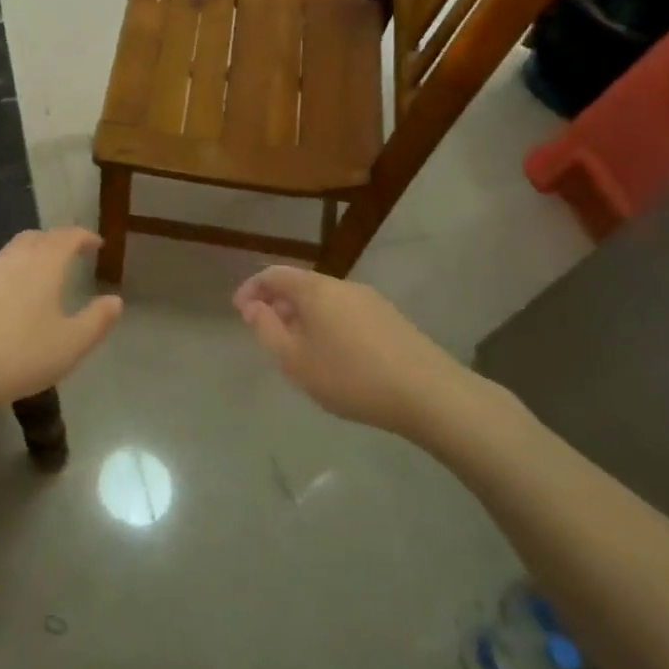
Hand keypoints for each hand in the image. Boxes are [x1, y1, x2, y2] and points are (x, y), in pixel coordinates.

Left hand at [0, 228, 122, 412]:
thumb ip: (97, 320)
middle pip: (36, 238)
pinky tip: (8, 301)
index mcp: (43, 264)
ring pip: (11, 253)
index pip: (67, 237)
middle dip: (55, 242)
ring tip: (40, 278)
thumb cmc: (20, 355)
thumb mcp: (71, 344)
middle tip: (69, 255)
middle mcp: (12, 259)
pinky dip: (8, 276)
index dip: (84, 237)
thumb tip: (114, 300)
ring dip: (29, 257)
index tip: (96, 243)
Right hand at [233, 265, 499, 444]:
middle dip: (278, 304)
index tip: (239, 310)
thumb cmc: (350, 376)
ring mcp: (371, 301)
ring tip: (297, 348)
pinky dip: (328, 325)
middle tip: (266, 332)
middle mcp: (342, 286)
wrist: (429, 394)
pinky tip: (333, 356)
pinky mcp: (391, 319)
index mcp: (315, 289)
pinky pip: (346, 313)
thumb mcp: (295, 359)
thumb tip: (253, 306)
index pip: (273, 274)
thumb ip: (267, 329)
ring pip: (325, 300)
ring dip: (303, 316)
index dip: (251, 288)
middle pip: (301, 285)